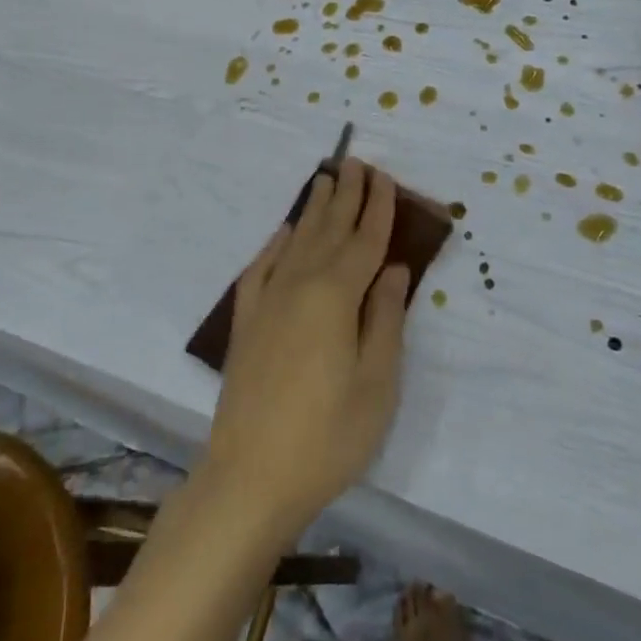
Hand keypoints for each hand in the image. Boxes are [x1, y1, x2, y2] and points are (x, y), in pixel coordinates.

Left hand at [200, 158, 410, 537]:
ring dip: (313, 209)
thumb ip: (386, 317)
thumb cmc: (328, 436)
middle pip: (328, 229)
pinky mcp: (247, 323)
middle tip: (355, 161)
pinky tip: (282, 232)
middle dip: (345, 194)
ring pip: (296, 241)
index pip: (364, 240)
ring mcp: (268, 302)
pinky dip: (274, 244)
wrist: (250, 479)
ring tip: (324, 179)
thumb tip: (392, 267)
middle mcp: (299, 285)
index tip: (384, 177)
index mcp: (336, 296)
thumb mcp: (377, 383)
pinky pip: (261, 268)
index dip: (377, 207)